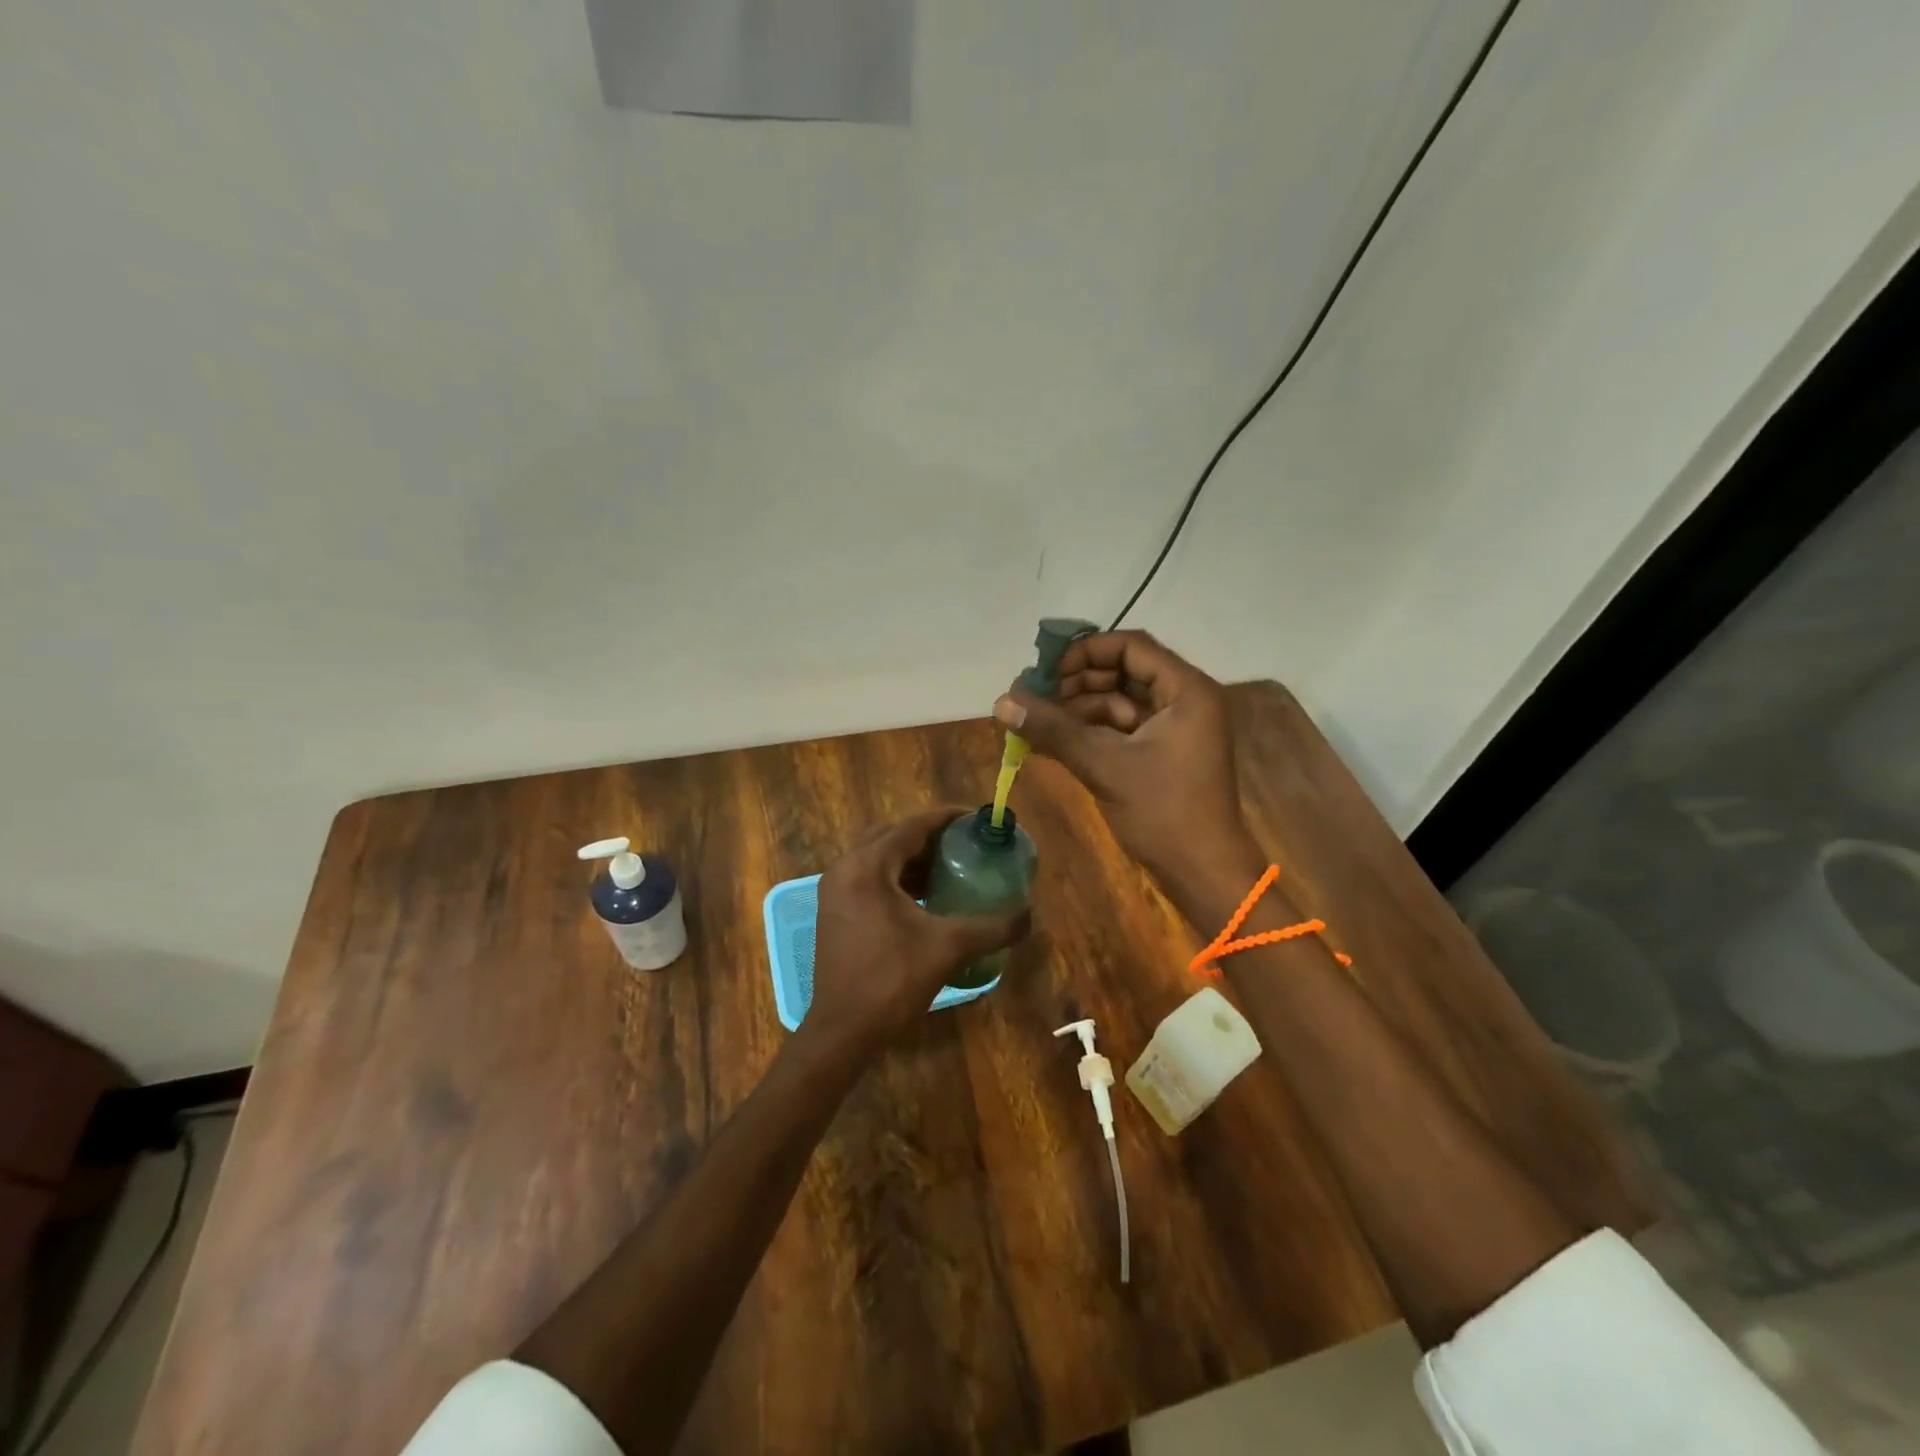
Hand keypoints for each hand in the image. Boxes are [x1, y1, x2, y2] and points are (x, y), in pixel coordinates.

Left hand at [807, 808, 1030, 1054]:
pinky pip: (870, 877)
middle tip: (965, 841)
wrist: (843, 1031)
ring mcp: (835, 890)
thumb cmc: (892, 981)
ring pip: (880, 857)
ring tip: (952, 865)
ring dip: (914, 856)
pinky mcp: (836, 911)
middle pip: (893, 836)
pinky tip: (927, 895)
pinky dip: (898, 877)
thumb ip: (992, 928)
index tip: (976, 818)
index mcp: (867, 867)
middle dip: (930, 835)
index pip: (911, 826)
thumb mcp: (948, 948)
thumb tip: (1029, 915)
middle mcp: (845, 869)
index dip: (946, 818)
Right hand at [995, 631, 1259, 907]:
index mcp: (1186, 690)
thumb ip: (1053, 729)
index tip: (1046, 672)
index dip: (1085, 652)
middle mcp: (1184, 699)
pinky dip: (1090, 732)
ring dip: (1078, 709)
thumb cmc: (1163, 812)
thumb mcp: (1104, 765)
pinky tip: (1054, 741)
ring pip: (1118, 701)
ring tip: (1036, 723)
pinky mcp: (1162, 752)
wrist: (1203, 873)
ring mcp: (1174, 727)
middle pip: (1123, 671)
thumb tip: (1001, 702)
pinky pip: (1121, 728)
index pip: (1131, 646)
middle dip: (1076, 683)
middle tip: (1034, 698)